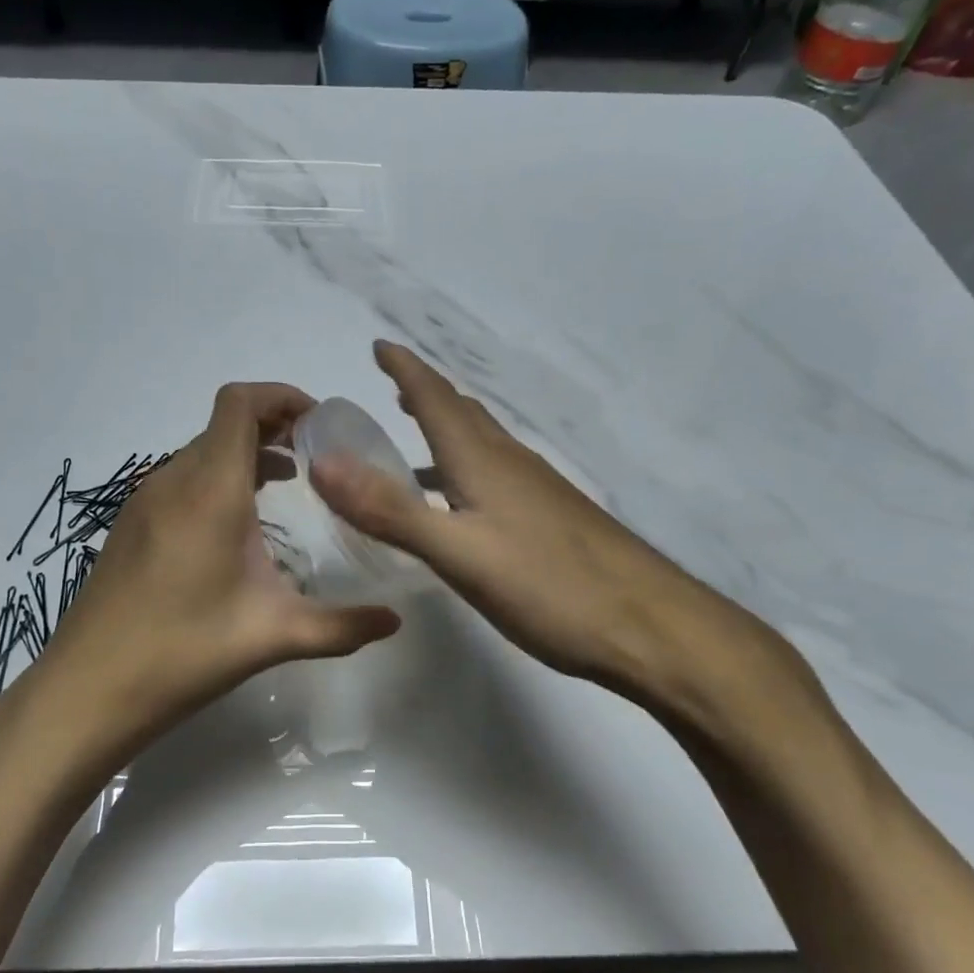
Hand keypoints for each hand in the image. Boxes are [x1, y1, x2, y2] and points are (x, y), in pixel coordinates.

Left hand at [33, 382, 401, 762]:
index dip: (281, 397)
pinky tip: (237, 525)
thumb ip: (341, 626)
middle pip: (224, 423)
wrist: (88, 690)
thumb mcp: (273, 636)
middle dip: (273, 426)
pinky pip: (182, 478)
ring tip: (287, 483)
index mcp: (210, 490)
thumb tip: (395, 622)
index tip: (320, 424)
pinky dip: (218, 478)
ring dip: (245, 453)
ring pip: (202, 451)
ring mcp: (145, 501)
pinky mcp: (131, 525)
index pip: (239, 404)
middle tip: (317, 457)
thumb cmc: (183, 652)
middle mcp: (173, 481)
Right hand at [309, 342, 796, 727]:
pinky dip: (465, 469)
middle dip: (425, 393)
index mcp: (483, 462)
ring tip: (415, 435)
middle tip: (393, 385)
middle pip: (463, 414)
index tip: (379, 345)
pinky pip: (497, 476)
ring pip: (482, 445)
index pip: (436, 399)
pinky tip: (462, 502)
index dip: (406, 369)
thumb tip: (322, 461)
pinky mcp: (552, 520)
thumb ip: (390, 510)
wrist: (652, 627)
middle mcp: (511, 464)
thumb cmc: (550, 587)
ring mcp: (538, 492)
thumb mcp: (459, 553)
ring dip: (446, 430)